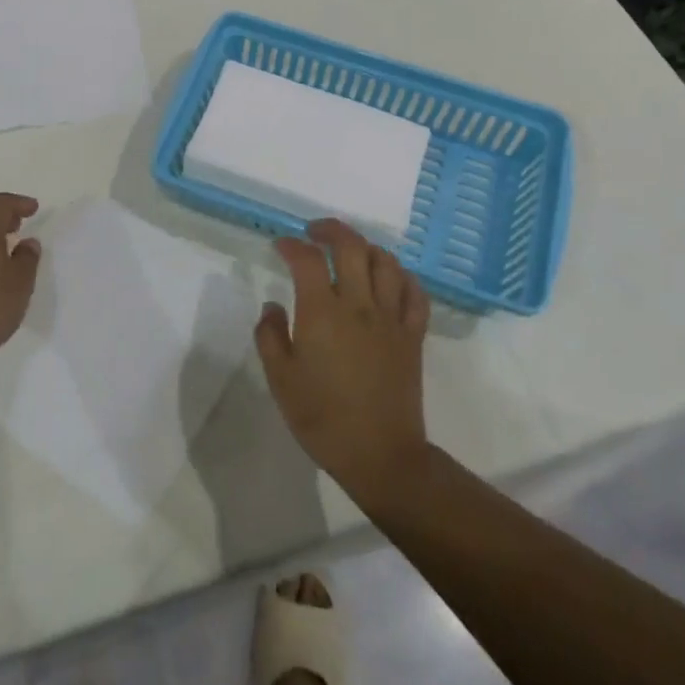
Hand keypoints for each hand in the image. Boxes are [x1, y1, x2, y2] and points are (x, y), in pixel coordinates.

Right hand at [256, 218, 430, 504]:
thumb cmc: (322, 418)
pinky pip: (414, 293)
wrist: (379, 455)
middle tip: (313, 232)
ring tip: (350, 252)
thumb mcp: (280, 380)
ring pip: (386, 263)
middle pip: (351, 247)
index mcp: (322, 313)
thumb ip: (270, 336)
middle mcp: (359, 305)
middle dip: (330, 230)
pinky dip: (402, 276)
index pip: (307, 260)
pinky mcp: (412, 335)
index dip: (292, 245)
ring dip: (366, 248)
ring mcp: (391, 318)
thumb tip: (273, 306)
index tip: (280, 246)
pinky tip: (389, 278)